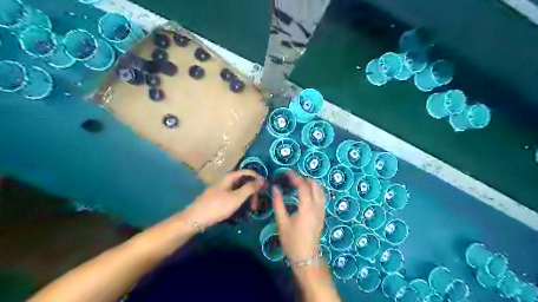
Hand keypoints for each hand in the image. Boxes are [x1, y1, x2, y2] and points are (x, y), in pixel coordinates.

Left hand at [180, 171, 264, 226]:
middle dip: (252, 191)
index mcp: (229, 178)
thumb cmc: (217, 207)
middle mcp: (225, 182)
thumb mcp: (236, 198)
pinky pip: (232, 198)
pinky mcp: (217, 200)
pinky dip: (239, 202)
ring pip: (237, 191)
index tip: (265, 186)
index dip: (256, 177)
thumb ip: (249, 188)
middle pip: (242, 182)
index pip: (246, 172)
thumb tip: (262, 180)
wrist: (194, 219)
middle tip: (256, 204)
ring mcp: (220, 191)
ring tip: (250, 210)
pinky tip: (241, 212)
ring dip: (246, 198)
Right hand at [272, 173, 325, 262]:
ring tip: (298, 184)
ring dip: (311, 184)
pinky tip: (306, 194)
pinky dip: (315, 190)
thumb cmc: (292, 241)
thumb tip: (275, 188)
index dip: (295, 177)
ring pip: (320, 190)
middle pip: (315, 185)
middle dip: (304, 178)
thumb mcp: (282, 222)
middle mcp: (317, 206)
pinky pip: (321, 197)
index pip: (303, 186)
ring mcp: (322, 210)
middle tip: (292, 179)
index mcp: (307, 207)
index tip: (287, 172)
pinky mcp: (322, 215)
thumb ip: (278, 203)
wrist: (306, 257)